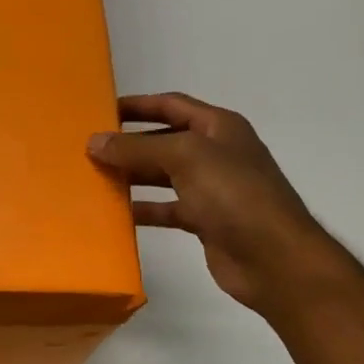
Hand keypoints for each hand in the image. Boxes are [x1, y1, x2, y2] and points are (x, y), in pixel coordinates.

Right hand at [88, 93, 338, 313]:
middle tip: (89, 148)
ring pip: (162, 176)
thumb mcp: (184, 158)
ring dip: (132, 176)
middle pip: (163, 140)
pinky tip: (116, 214)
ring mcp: (212, 189)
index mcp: (218, 127)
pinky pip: (166, 209)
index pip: (171, 105)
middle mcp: (216, 153)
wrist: (275, 259)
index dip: (137, 105)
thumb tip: (94, 141)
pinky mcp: (205, 221)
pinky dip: (143, 210)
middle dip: (128, 143)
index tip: (101, 110)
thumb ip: (137, 148)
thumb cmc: (234, 195)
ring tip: (94, 178)